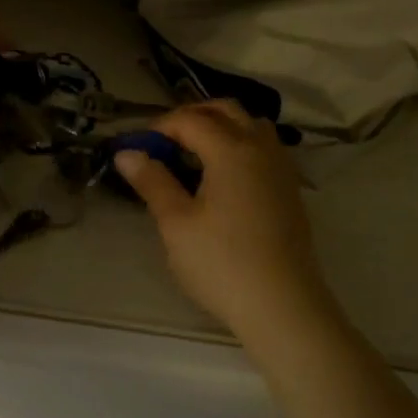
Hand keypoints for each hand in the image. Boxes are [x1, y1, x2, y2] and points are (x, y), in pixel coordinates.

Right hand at [116, 101, 335, 338]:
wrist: (283, 306)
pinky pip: (264, 148)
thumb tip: (127, 153)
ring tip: (194, 151)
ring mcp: (281, 169)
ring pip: (251, 125)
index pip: (190, 120)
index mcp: (231, 150)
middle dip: (191, 115)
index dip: (159, 127)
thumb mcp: (176, 223)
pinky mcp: (290, 190)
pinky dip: (240, 144)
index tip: (137, 146)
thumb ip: (152, 181)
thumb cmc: (222, 263)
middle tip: (163, 139)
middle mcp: (260, 149)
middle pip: (226, 110)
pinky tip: (223, 176)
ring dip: (221, 125)